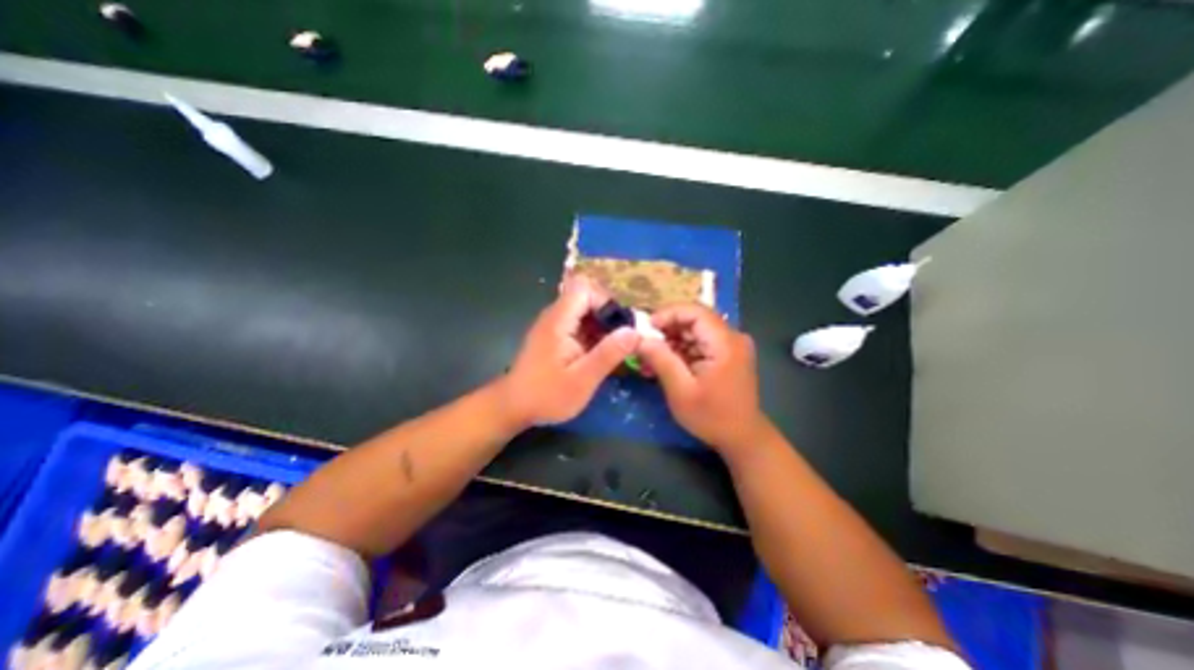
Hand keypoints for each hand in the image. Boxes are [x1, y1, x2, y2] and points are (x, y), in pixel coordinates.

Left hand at [499, 274, 639, 426]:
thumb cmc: (547, 396)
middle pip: (585, 297)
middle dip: (608, 314)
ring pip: (583, 311)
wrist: (514, 407)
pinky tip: (600, 354)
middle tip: (623, 338)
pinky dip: (593, 334)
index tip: (621, 325)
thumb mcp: (583, 379)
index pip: (584, 289)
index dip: (606, 301)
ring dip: (602, 325)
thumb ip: (608, 354)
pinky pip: (578, 324)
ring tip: (616, 348)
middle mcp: (554, 317)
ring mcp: (553, 326)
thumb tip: (635, 332)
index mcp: (558, 321)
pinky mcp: (554, 337)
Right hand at [638, 303, 769, 458]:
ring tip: (653, 354)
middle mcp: (732, 337)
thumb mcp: (681, 391)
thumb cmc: (712, 417)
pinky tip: (668, 361)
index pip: (696, 311)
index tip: (647, 326)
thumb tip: (640, 339)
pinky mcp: (727, 354)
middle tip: (646, 342)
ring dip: (673, 339)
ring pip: (696, 330)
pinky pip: (701, 342)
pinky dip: (682, 348)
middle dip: (668, 327)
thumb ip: (661, 360)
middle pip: (696, 318)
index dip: (669, 313)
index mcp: (725, 344)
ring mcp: (732, 345)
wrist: (742, 438)